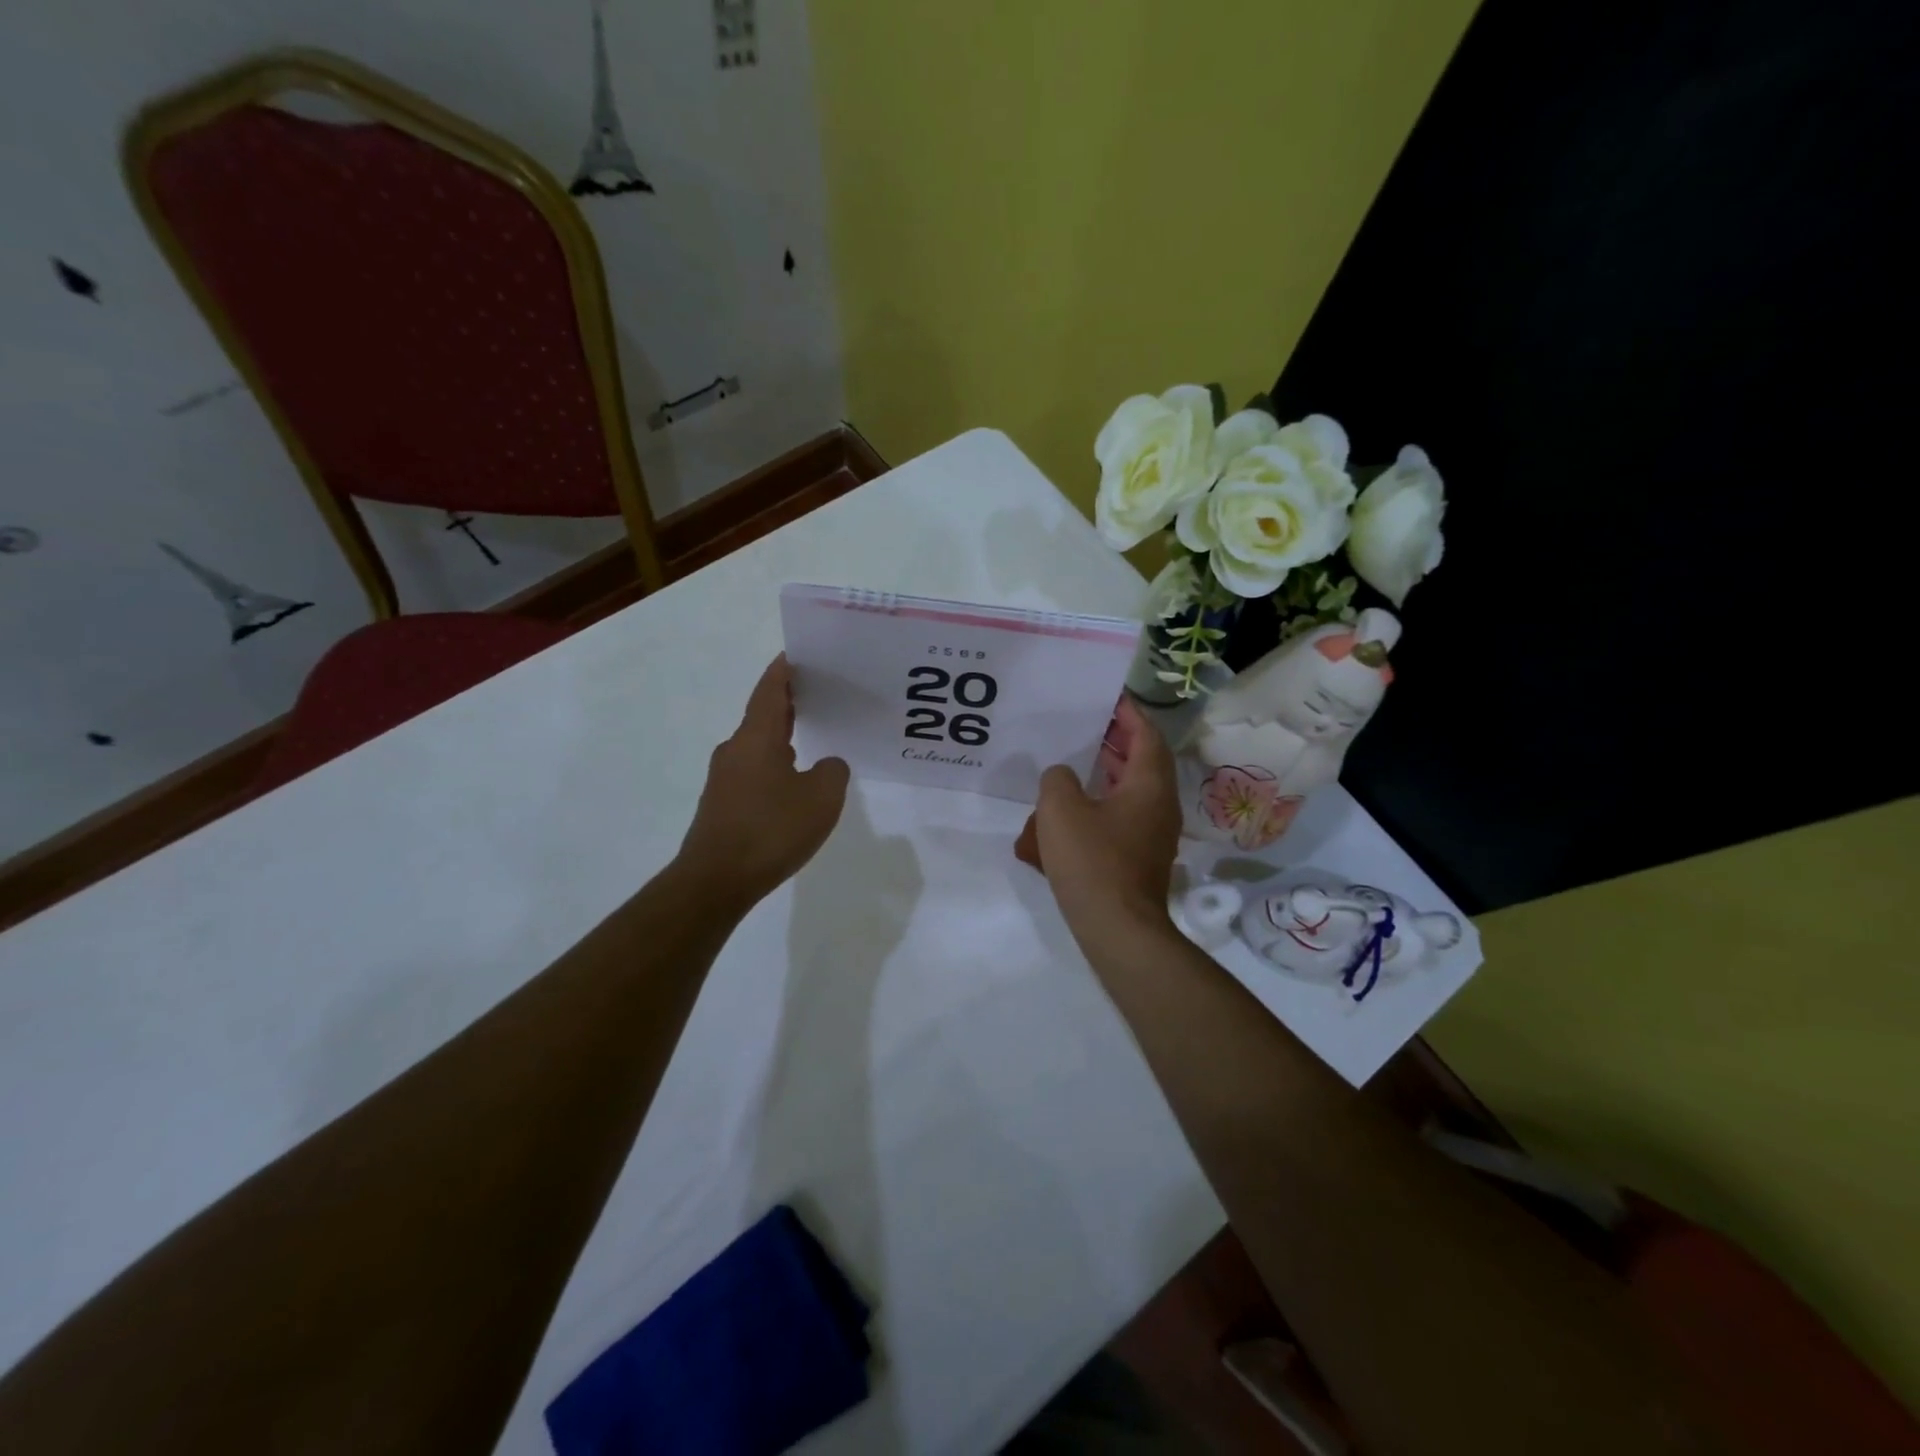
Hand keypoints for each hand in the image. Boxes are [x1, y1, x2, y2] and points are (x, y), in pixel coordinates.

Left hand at [678, 656, 849, 907]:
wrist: (715, 880)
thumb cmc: (771, 830)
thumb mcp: (822, 798)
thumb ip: (833, 771)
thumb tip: (826, 765)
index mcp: (757, 737)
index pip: (771, 689)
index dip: (784, 669)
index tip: (798, 653)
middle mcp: (735, 749)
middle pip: (764, 714)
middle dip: (789, 701)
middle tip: (820, 692)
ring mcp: (724, 778)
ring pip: (758, 744)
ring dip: (783, 735)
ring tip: (813, 735)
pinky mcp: (722, 803)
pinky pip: (754, 771)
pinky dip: (775, 764)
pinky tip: (794, 782)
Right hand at [1017, 695, 1182, 948]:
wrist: (1117, 929)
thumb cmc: (1092, 861)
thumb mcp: (1060, 810)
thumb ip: (1057, 780)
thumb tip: (1062, 777)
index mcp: (1149, 785)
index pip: (1146, 734)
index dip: (1129, 713)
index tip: (1108, 697)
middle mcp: (1159, 805)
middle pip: (1143, 761)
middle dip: (1117, 741)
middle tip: (1087, 726)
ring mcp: (1153, 834)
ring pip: (1133, 791)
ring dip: (1108, 774)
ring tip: (1075, 764)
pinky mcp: (1140, 858)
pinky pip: (1123, 819)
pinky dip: (1102, 806)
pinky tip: (1071, 813)